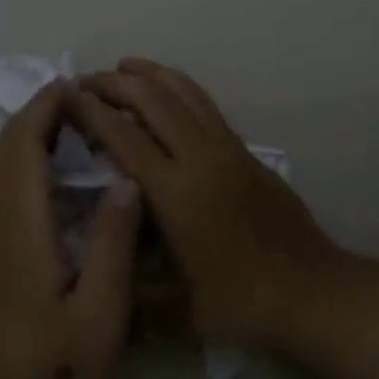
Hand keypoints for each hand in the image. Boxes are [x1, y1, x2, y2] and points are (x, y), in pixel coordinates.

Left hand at [0, 81, 142, 378]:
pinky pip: (0, 186)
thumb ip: (113, 240)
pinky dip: (21, 159)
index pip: (23, 149)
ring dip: (26, 134)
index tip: (73, 86)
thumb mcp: (103, 307)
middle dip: (34, 114)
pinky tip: (51, 167)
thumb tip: (125, 179)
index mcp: (22, 228)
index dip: (43, 110)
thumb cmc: (61, 363)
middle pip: (5, 151)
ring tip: (68, 121)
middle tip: (76, 96)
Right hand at [70, 60, 342, 350]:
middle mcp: (201, 158)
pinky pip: (205, 104)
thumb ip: (128, 291)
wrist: (313, 293)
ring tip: (122, 67)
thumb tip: (90, 275)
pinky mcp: (245, 151)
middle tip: (83, 81)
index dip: (91, 112)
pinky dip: (178, 87)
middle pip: (153, 100)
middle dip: (114, 83)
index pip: (124, 137)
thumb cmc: (242, 303)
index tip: (65, 97)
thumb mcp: (175, 311)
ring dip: (150, 74)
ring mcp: (228, 149)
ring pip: (184, 92)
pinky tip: (166, 91)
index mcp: (177, 192)